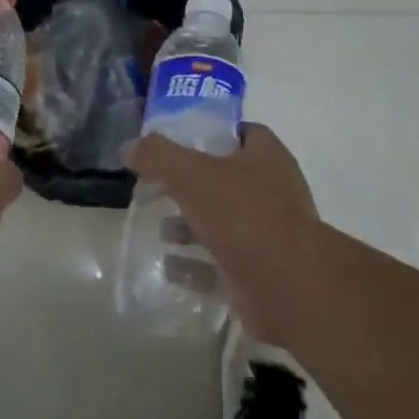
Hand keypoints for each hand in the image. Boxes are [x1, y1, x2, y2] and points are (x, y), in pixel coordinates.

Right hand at [126, 123, 320, 344]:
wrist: (288, 286)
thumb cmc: (244, 215)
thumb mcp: (193, 174)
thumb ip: (158, 156)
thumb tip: (130, 146)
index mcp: (267, 158)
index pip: (242, 133)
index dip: (210, 133)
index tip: (176, 141)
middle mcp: (272, 193)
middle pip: (227, 180)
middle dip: (192, 185)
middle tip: (157, 187)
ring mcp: (267, 236)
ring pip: (223, 224)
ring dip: (191, 227)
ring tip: (160, 230)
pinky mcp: (257, 273)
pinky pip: (219, 267)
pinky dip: (194, 267)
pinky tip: (167, 267)